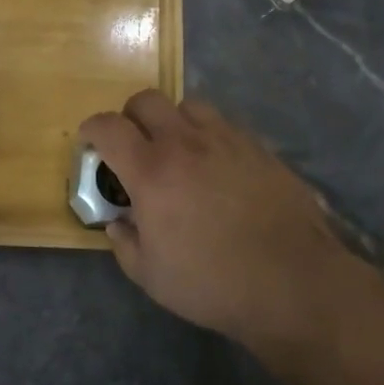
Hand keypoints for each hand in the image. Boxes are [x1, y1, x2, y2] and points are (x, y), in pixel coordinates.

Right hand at [80, 91, 364, 352]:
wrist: (293, 282)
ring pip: (187, 105)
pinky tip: (216, 166)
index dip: (92, 128)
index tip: (90, 141)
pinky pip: (223, 124)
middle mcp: (185, 142)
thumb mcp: (151, 276)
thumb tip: (118, 223)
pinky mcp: (257, 146)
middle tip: (133, 145)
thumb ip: (124, 243)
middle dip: (130, 117)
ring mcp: (225, 139)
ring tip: (178, 150)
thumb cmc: (213, 284)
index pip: (109, 127)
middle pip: (145, 100)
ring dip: (172, 121)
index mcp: (151, 171)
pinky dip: (208, 135)